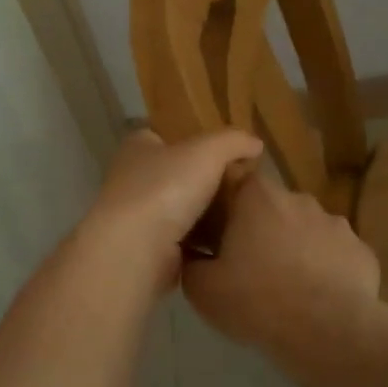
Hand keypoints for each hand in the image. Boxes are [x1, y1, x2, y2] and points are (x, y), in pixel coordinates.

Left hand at [78, 129, 262, 295]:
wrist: (137, 250)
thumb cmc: (166, 188)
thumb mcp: (208, 151)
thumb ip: (233, 141)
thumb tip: (255, 143)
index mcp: (138, 148)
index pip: (162, 136)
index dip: (189, 140)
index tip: (219, 152)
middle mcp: (131, 179)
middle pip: (173, 174)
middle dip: (202, 180)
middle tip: (238, 186)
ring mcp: (137, 217)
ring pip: (178, 210)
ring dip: (203, 215)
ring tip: (239, 216)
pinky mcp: (147, 250)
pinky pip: (181, 242)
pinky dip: (200, 244)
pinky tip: (225, 244)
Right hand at [182, 172, 380, 356]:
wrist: (328, 332)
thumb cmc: (257, 301)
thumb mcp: (203, 289)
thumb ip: (191, 263)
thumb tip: (192, 254)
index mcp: (257, 196)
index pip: (234, 183)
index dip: (225, 208)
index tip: (218, 236)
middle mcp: (299, 198)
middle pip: (272, 207)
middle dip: (261, 230)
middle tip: (250, 267)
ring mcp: (336, 223)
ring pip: (306, 230)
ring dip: (296, 249)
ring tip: (288, 287)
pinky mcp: (362, 251)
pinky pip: (335, 255)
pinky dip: (326, 269)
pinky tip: (319, 298)